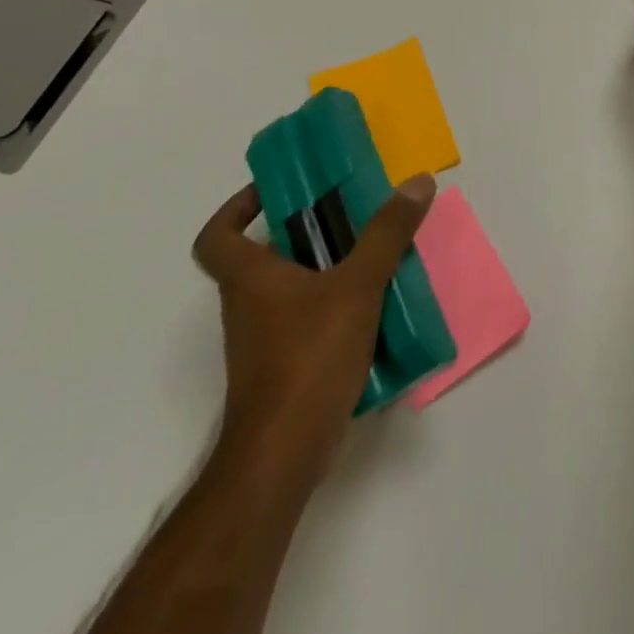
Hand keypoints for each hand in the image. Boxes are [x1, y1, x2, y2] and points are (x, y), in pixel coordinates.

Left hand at [193, 176, 435, 478]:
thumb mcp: (357, 285)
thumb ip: (387, 233)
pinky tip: (375, 305)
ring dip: (325, 268)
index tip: (276, 192)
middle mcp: (249, 306)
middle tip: (349, 213)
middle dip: (304, 232)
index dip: (237, 208)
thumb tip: (417, 182)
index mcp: (249, 278)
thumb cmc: (309, 356)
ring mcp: (265, 341)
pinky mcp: (285, 367)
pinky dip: (335, 306)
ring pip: (290, 289)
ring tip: (374, 253)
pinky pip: (308, 320)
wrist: (284, 452)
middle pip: (264, 257)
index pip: (216, 237)